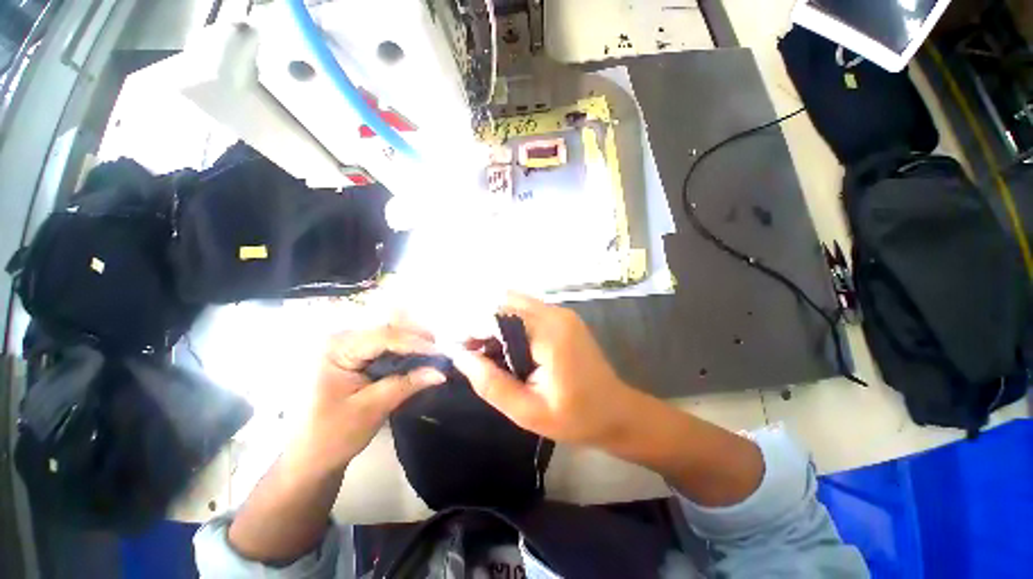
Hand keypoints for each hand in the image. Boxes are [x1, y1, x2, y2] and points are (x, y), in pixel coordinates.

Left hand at [290, 323, 446, 472]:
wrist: (312, 456)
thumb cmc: (332, 435)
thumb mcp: (371, 409)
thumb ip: (406, 385)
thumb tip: (440, 372)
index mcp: (337, 348)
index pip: (383, 336)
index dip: (415, 343)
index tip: (440, 354)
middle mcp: (343, 339)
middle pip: (389, 328)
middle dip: (417, 338)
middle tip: (440, 354)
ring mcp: (351, 346)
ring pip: (392, 333)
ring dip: (415, 343)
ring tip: (434, 356)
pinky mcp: (359, 356)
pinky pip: (389, 345)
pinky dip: (408, 351)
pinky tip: (421, 359)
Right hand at [451, 292, 640, 446]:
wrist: (617, 412)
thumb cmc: (575, 417)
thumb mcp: (528, 411)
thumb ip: (491, 383)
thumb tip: (460, 357)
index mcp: (549, 334)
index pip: (498, 316)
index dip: (472, 329)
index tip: (456, 349)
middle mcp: (555, 314)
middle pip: (505, 303)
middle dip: (481, 323)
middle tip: (469, 352)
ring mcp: (562, 313)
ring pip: (514, 304)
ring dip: (494, 322)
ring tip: (484, 351)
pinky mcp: (563, 318)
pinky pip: (527, 311)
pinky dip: (509, 323)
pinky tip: (504, 346)